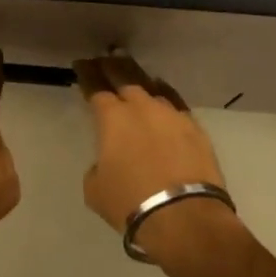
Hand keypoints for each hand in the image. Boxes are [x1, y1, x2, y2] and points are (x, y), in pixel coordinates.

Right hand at [74, 56, 232, 259]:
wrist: (185, 217)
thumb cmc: (131, 203)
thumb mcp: (95, 188)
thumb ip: (97, 165)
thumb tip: (108, 161)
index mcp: (112, 117)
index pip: (94, 87)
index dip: (86, 74)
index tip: (81, 64)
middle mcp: (140, 107)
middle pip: (124, 77)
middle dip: (111, 66)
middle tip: (104, 59)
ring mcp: (170, 115)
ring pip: (151, 87)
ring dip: (138, 80)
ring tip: (131, 72)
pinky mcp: (195, 128)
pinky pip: (175, 102)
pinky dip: (165, 94)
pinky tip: (162, 91)